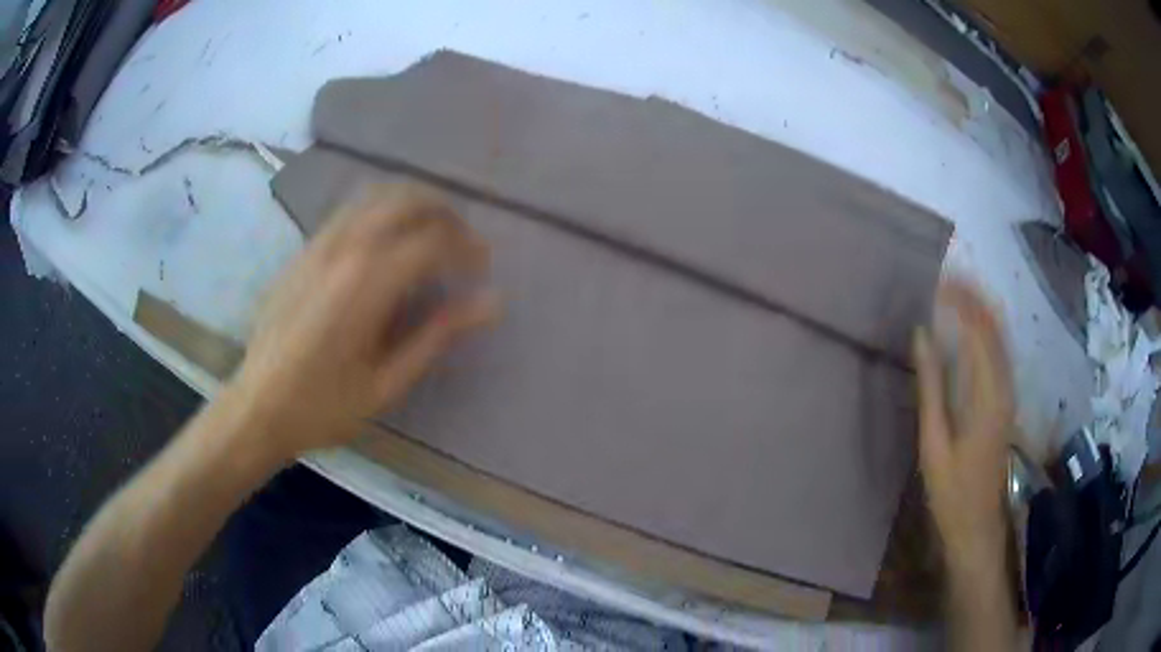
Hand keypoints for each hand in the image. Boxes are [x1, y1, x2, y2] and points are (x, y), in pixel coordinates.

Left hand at [228, 183, 496, 463]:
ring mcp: (319, 244)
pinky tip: (387, 241)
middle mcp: (344, 249)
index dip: (467, 247)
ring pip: (376, 195)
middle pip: (407, 200)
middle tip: (462, 242)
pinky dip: (381, 211)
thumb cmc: (324, 405)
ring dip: (413, 204)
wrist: (258, 406)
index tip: (483, 267)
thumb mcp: (387, 382)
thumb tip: (490, 303)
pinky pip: (350, 211)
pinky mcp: (304, 250)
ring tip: (431, 232)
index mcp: (368, 283)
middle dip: (445, 213)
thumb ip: (437, 335)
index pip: (433, 241)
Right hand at [913, 281, 1013, 572]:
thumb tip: (921, 336)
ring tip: (956, 292)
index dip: (959, 300)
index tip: (935, 281)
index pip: (977, 328)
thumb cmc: (951, 491)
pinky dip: (987, 329)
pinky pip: (1001, 351)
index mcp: (986, 394)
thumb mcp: (933, 443)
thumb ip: (930, 387)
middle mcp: (1004, 384)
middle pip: (994, 324)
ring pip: (1001, 335)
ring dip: (981, 308)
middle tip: (945, 277)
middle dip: (973, 295)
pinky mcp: (1007, 401)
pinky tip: (972, 328)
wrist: (978, 525)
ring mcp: (1009, 392)